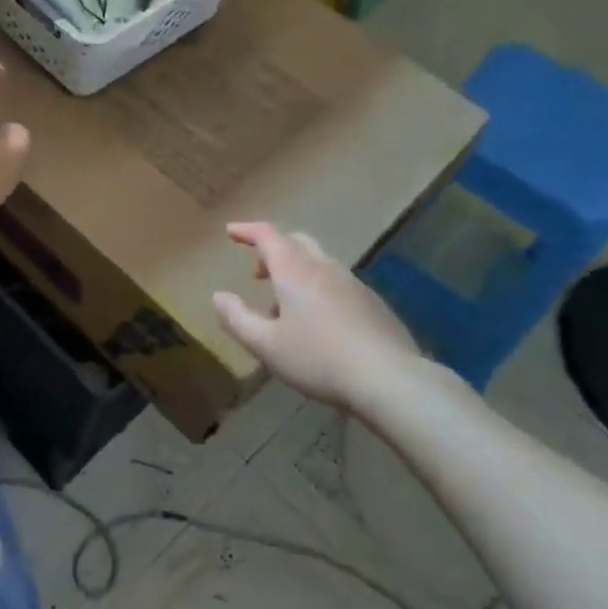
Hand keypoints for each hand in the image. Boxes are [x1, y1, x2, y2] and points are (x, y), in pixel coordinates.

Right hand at [213, 221, 422, 407]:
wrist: (389, 378)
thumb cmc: (318, 358)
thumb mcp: (266, 345)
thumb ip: (237, 319)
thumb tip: (218, 296)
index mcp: (296, 271)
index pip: (268, 235)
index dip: (247, 230)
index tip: (231, 232)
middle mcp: (325, 268)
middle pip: (297, 242)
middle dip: (273, 250)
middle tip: (258, 273)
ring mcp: (353, 284)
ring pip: (319, 263)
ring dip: (296, 273)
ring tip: (283, 309)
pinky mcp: (373, 303)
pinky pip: (337, 283)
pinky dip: (318, 289)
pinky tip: (318, 324)